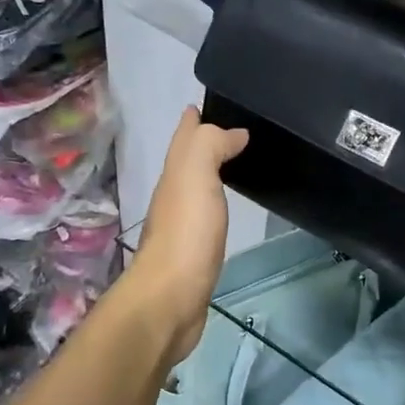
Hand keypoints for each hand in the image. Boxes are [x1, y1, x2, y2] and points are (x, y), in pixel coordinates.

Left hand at [129, 108, 248, 364]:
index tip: (204, 105)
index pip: (183, 139)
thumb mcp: (194, 176)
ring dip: (209, 175)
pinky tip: (225, 211)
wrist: (171, 300)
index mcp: (174, 177)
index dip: (192, 121)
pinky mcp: (194, 256)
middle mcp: (173, 198)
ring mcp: (182, 229)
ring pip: (196, 191)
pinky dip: (215, 207)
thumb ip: (209, 146)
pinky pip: (206, 220)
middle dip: (202, 144)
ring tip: (233, 164)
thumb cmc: (186, 235)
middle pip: (187, 163)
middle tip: (230, 132)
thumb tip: (232, 132)